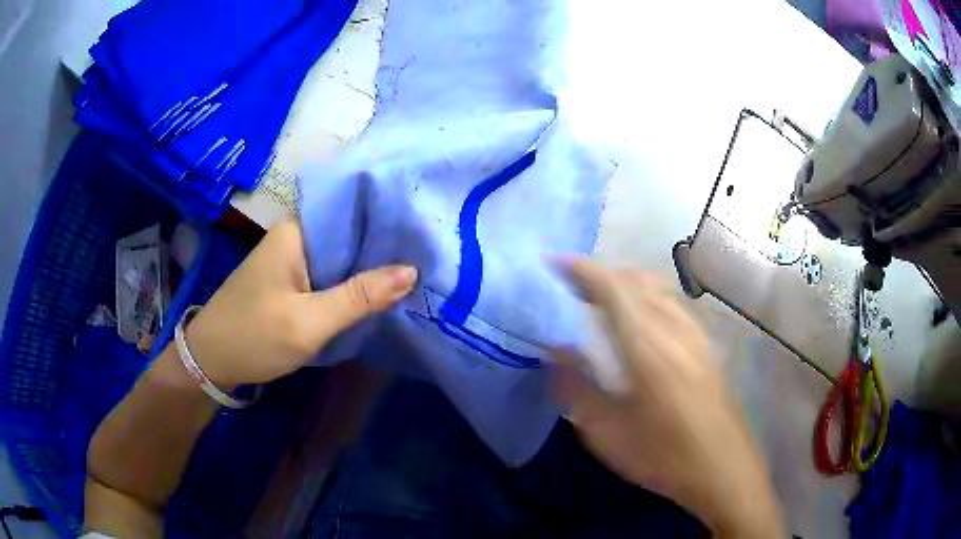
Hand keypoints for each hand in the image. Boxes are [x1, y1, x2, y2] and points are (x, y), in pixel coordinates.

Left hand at [184, 220, 417, 388]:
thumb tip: (412, 271)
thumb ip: (359, 297)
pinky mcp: (292, 281)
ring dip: (370, 265)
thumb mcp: (308, 322)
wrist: (210, 361)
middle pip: (348, 232)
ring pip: (341, 255)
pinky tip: (380, 290)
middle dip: (384, 243)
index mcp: (296, 232)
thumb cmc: (253, 337)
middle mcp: (295, 237)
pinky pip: (330, 274)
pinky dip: (352, 282)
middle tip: (430, 251)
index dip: (387, 215)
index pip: (350, 208)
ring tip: (416, 268)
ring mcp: (292, 260)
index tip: (424, 225)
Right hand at [554, 259, 781, 538]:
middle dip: (600, 274)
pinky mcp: (706, 345)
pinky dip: (647, 297)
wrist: (723, 468)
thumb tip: (557, 351)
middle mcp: (674, 329)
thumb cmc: (663, 456)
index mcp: (647, 348)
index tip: (554, 264)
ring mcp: (695, 334)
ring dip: (625, 284)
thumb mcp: (607, 434)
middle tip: (572, 289)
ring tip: (600, 302)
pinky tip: (639, 322)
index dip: (582, 269)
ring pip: (657, 288)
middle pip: (636, 279)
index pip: (612, 288)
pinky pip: (672, 303)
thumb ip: (578, 388)